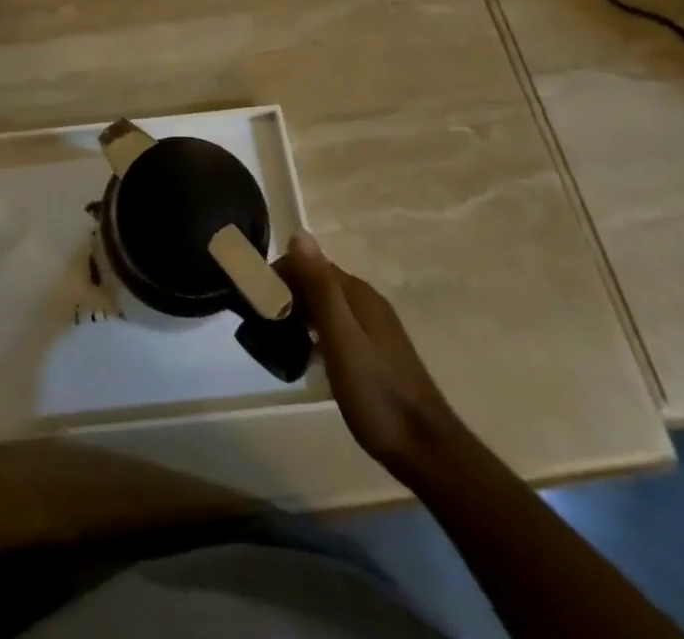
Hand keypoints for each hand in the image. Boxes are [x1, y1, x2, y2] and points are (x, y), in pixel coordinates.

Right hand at [276, 233, 459, 474]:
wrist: (425, 450)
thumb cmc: (376, 394)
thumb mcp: (340, 338)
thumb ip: (320, 287)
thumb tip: (298, 232)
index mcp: (357, 292)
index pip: (308, 262)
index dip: (280, 274)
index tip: (257, 302)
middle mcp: (366, 300)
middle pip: (318, 281)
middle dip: (288, 292)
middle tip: (265, 324)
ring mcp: (374, 326)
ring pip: (327, 304)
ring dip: (301, 312)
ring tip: (281, 339)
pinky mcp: (376, 349)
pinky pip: (337, 324)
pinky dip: (317, 330)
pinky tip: (310, 355)